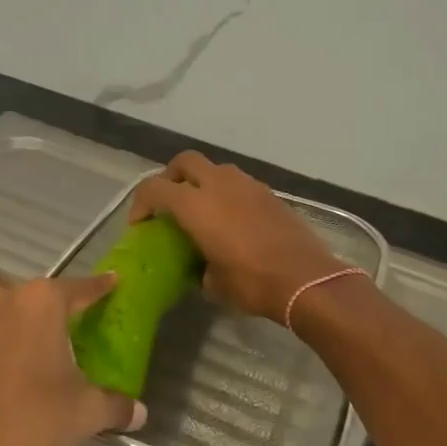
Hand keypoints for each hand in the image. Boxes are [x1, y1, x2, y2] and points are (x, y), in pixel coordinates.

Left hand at [0, 264, 145, 445]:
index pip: (79, 288)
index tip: (110, 283)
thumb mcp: (84, 414)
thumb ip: (114, 405)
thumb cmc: (28, 424)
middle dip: (30, 299)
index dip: (98, 287)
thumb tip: (138, 412)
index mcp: (39, 302)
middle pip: (18, 283)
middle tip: (41, 330)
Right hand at [129, 152, 347, 324]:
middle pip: (185, 162)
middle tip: (169, 203)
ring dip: (202, 182)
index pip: (154, 188)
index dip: (141, 203)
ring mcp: (248, 185)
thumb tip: (201, 266)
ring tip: (202, 210)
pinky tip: (231, 220)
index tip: (141, 225)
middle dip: (171, 177)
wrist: (306, 278)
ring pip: (215, 168)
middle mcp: (219, 184)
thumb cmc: (252, 282)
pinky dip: (227, 193)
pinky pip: (239, 183)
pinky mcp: (269, 193)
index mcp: (196, 205)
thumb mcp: (214, 283)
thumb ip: (199, 266)